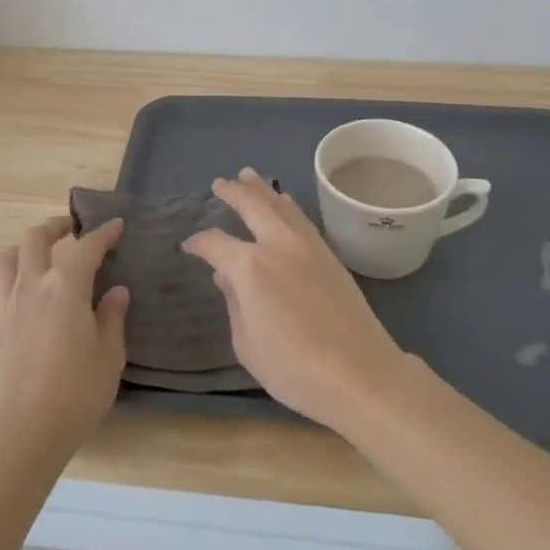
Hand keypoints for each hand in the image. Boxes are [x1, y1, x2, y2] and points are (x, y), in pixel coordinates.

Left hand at [0, 215, 129, 457]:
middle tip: (72, 230)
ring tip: (42, 254)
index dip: (104, 233)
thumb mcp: (109, 357)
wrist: (22, 432)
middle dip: (56, 227)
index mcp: (65, 287)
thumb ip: (112, 319)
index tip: (116, 225)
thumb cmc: (75, 393)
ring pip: (9, 258)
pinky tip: (23, 296)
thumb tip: (116, 293)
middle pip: (36, 238)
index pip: (87, 247)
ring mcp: (8, 306)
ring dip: (26, 247)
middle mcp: (33, 286)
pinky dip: (11, 283)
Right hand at [182, 168, 407, 427]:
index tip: (189, 246)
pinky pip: (301, 218)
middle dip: (233, 191)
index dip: (199, 243)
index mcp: (250, 266)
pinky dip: (287, 205)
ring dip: (263, 189)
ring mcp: (307, 246)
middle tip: (220, 183)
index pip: (215, 243)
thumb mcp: (247, 344)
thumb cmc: (294, 368)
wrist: (360, 373)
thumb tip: (227, 277)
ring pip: (281, 205)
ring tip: (249, 176)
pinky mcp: (330, 255)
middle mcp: (277, 244)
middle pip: (253, 204)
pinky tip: (285, 203)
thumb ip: (234, 304)